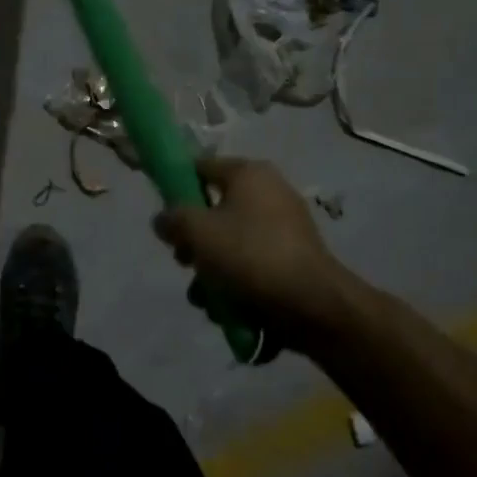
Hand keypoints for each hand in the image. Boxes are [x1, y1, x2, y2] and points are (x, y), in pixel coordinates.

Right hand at [155, 156, 340, 327]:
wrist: (312, 305)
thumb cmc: (250, 255)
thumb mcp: (197, 232)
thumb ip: (172, 219)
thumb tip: (163, 219)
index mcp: (249, 174)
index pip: (200, 167)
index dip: (175, 188)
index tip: (164, 217)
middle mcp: (269, 192)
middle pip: (213, 210)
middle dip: (193, 242)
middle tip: (185, 261)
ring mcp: (284, 228)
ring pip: (229, 244)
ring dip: (210, 271)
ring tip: (206, 298)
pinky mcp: (291, 260)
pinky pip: (251, 265)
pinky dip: (236, 284)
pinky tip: (228, 310)